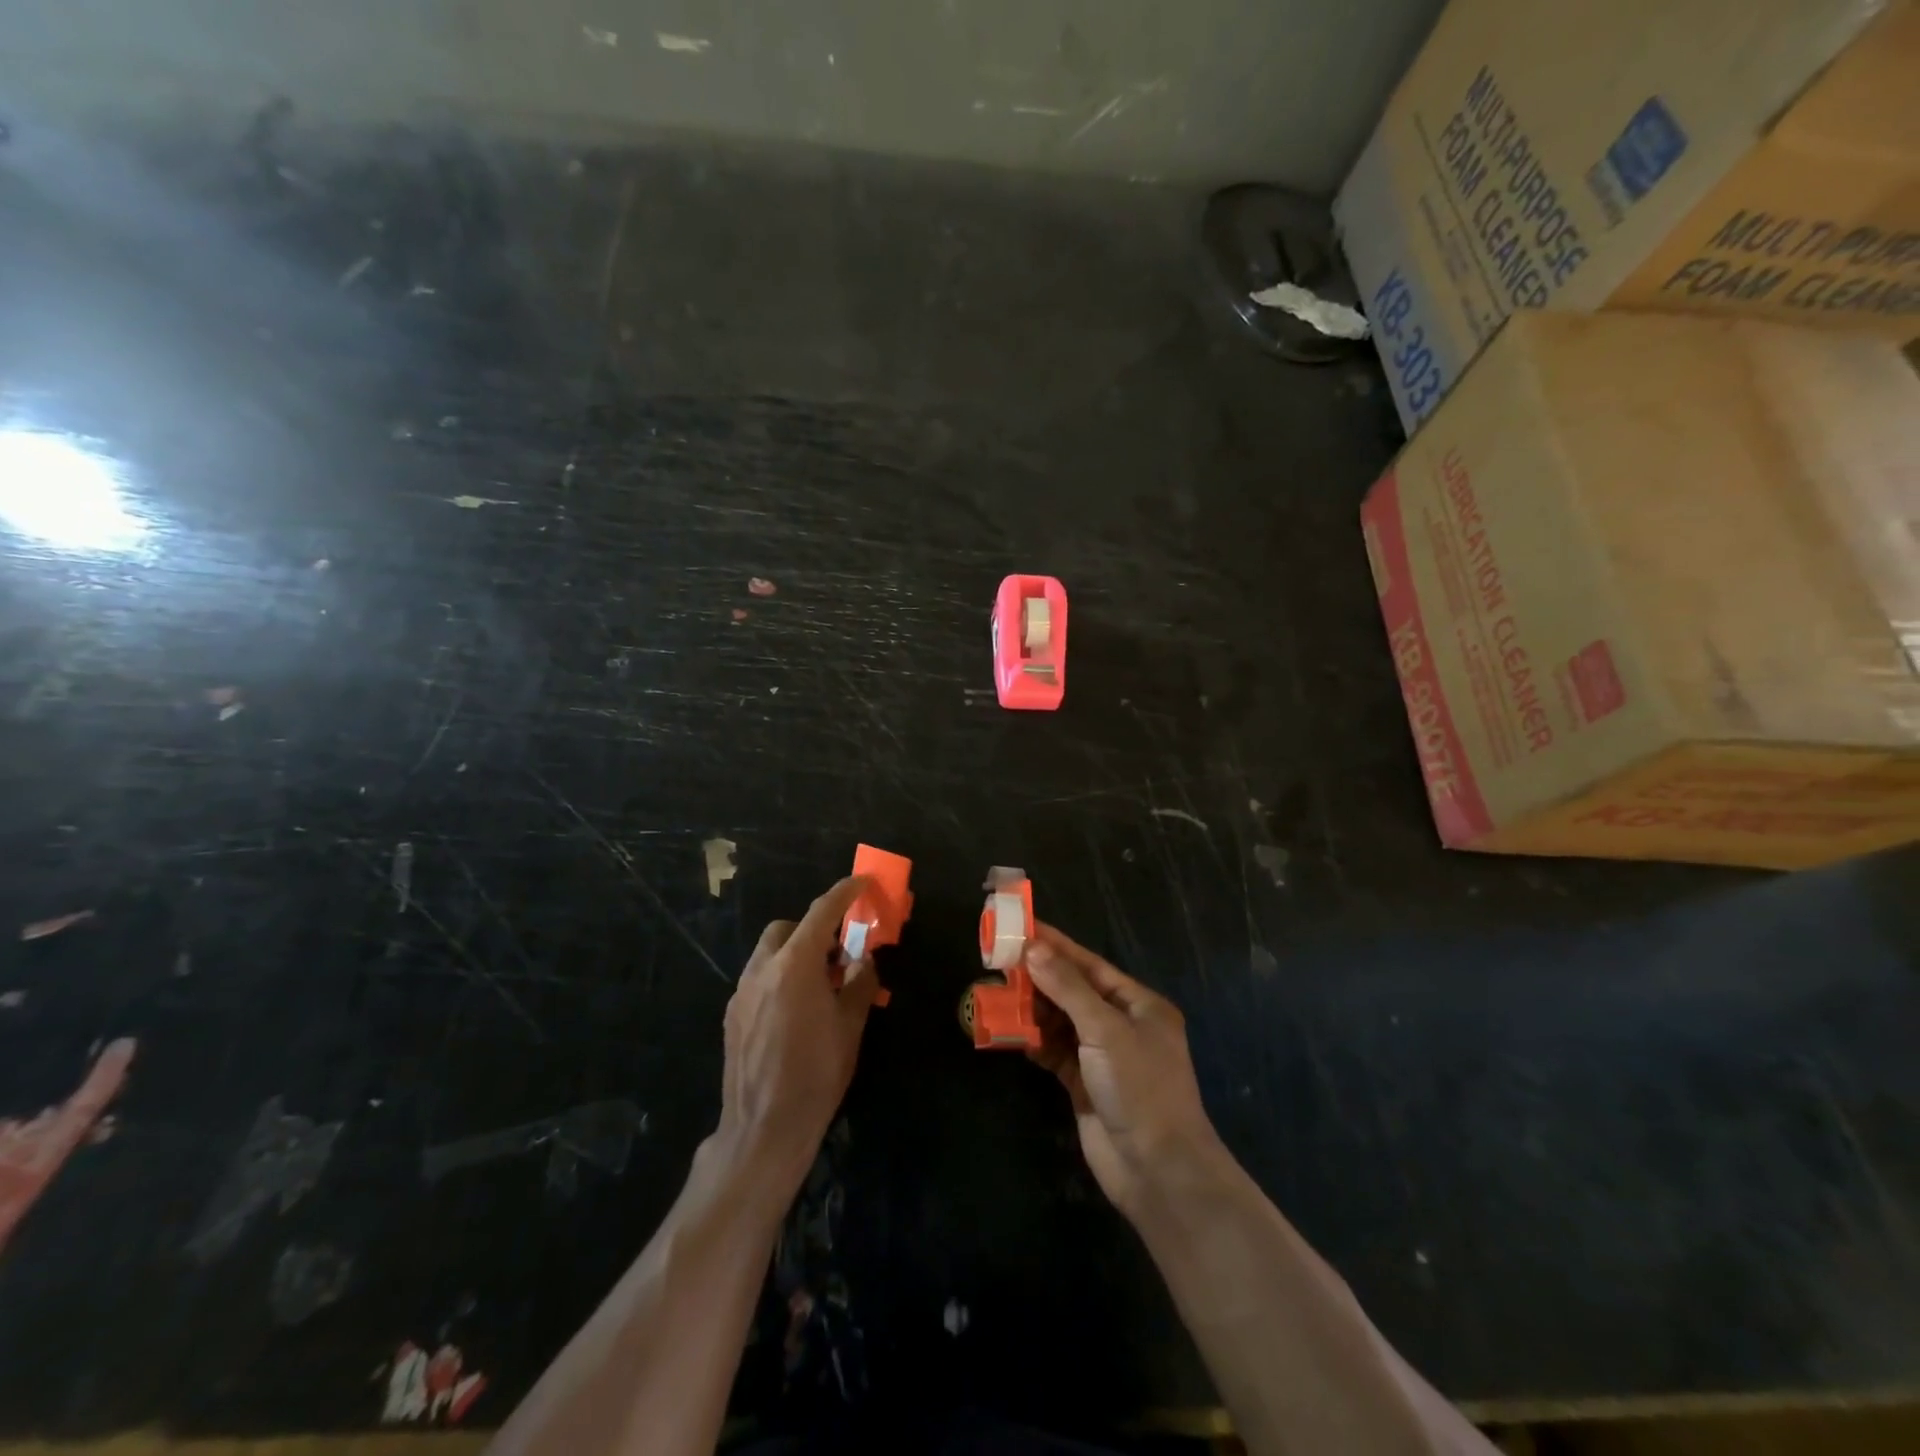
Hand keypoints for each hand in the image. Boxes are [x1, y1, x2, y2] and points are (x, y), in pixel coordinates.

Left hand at [716, 876, 879, 1189]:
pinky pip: (758, 981)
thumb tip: (865, 960)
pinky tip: (796, 1013)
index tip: (862, 882)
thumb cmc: (817, 1073)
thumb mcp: (850, 1025)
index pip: (822, 912)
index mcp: (794, 964)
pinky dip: (779, 979)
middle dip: (813, 930)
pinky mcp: (732, 1017)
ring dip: (795, 956)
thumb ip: (860, 982)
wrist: (764, 1129)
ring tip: (820, 987)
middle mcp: (762, 969)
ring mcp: (741, 993)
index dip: (844, 892)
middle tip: (839, 955)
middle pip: (786, 929)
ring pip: (768, 954)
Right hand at [1025, 924, 1223, 1217]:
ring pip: (1061, 1021)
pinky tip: (1011, 1032)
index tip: (1022, 928)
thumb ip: (1067, 988)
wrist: (1157, 1171)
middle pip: (1073, 991)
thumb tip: (1033, 949)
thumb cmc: (1140, 1088)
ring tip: (998, 993)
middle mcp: (1121, 1025)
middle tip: (999, 960)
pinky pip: (1055, 1051)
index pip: (1089, 965)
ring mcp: (1103, 1056)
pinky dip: (1034, 1041)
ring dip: (1032, 1009)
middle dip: (1038, 977)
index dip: (1055, 945)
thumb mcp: (1105, 1030)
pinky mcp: (1085, 1084)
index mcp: (1139, 1004)